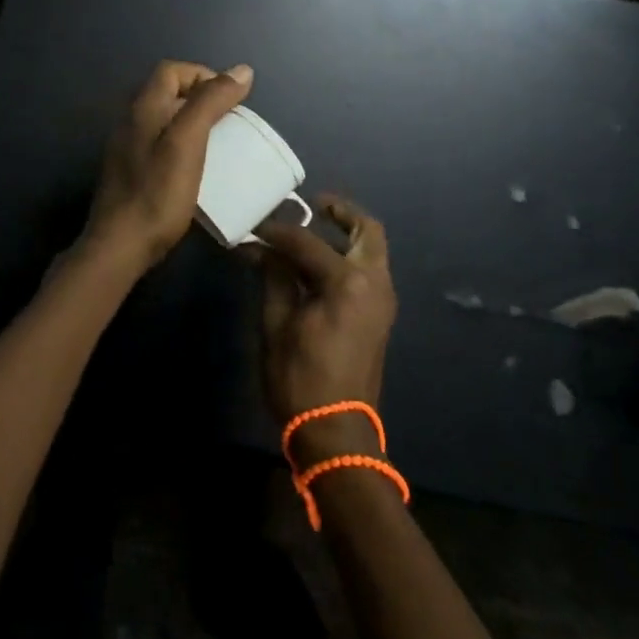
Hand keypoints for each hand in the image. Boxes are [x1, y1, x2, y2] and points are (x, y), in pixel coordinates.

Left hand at [81, 60, 254, 269]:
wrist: (120, 247)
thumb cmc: (157, 193)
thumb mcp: (188, 142)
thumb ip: (211, 103)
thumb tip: (241, 70)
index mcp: (143, 108)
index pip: (172, 71)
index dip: (203, 75)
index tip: (230, 99)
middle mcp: (131, 122)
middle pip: (167, 93)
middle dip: (200, 99)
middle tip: (230, 122)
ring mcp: (127, 149)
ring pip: (164, 120)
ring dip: (192, 123)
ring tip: (219, 144)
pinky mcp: (130, 173)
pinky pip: (159, 145)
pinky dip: (181, 146)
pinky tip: (196, 169)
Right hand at [248, 196, 397, 463]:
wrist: (337, 432)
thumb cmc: (301, 378)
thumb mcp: (277, 324)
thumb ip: (274, 278)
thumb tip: (261, 249)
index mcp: (347, 282)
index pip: (307, 242)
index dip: (277, 232)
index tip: (255, 228)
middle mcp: (374, 282)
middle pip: (366, 230)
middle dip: (340, 213)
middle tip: (311, 206)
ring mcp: (383, 299)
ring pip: (372, 249)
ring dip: (346, 234)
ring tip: (311, 231)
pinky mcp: (380, 315)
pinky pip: (369, 270)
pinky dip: (349, 256)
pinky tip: (317, 263)